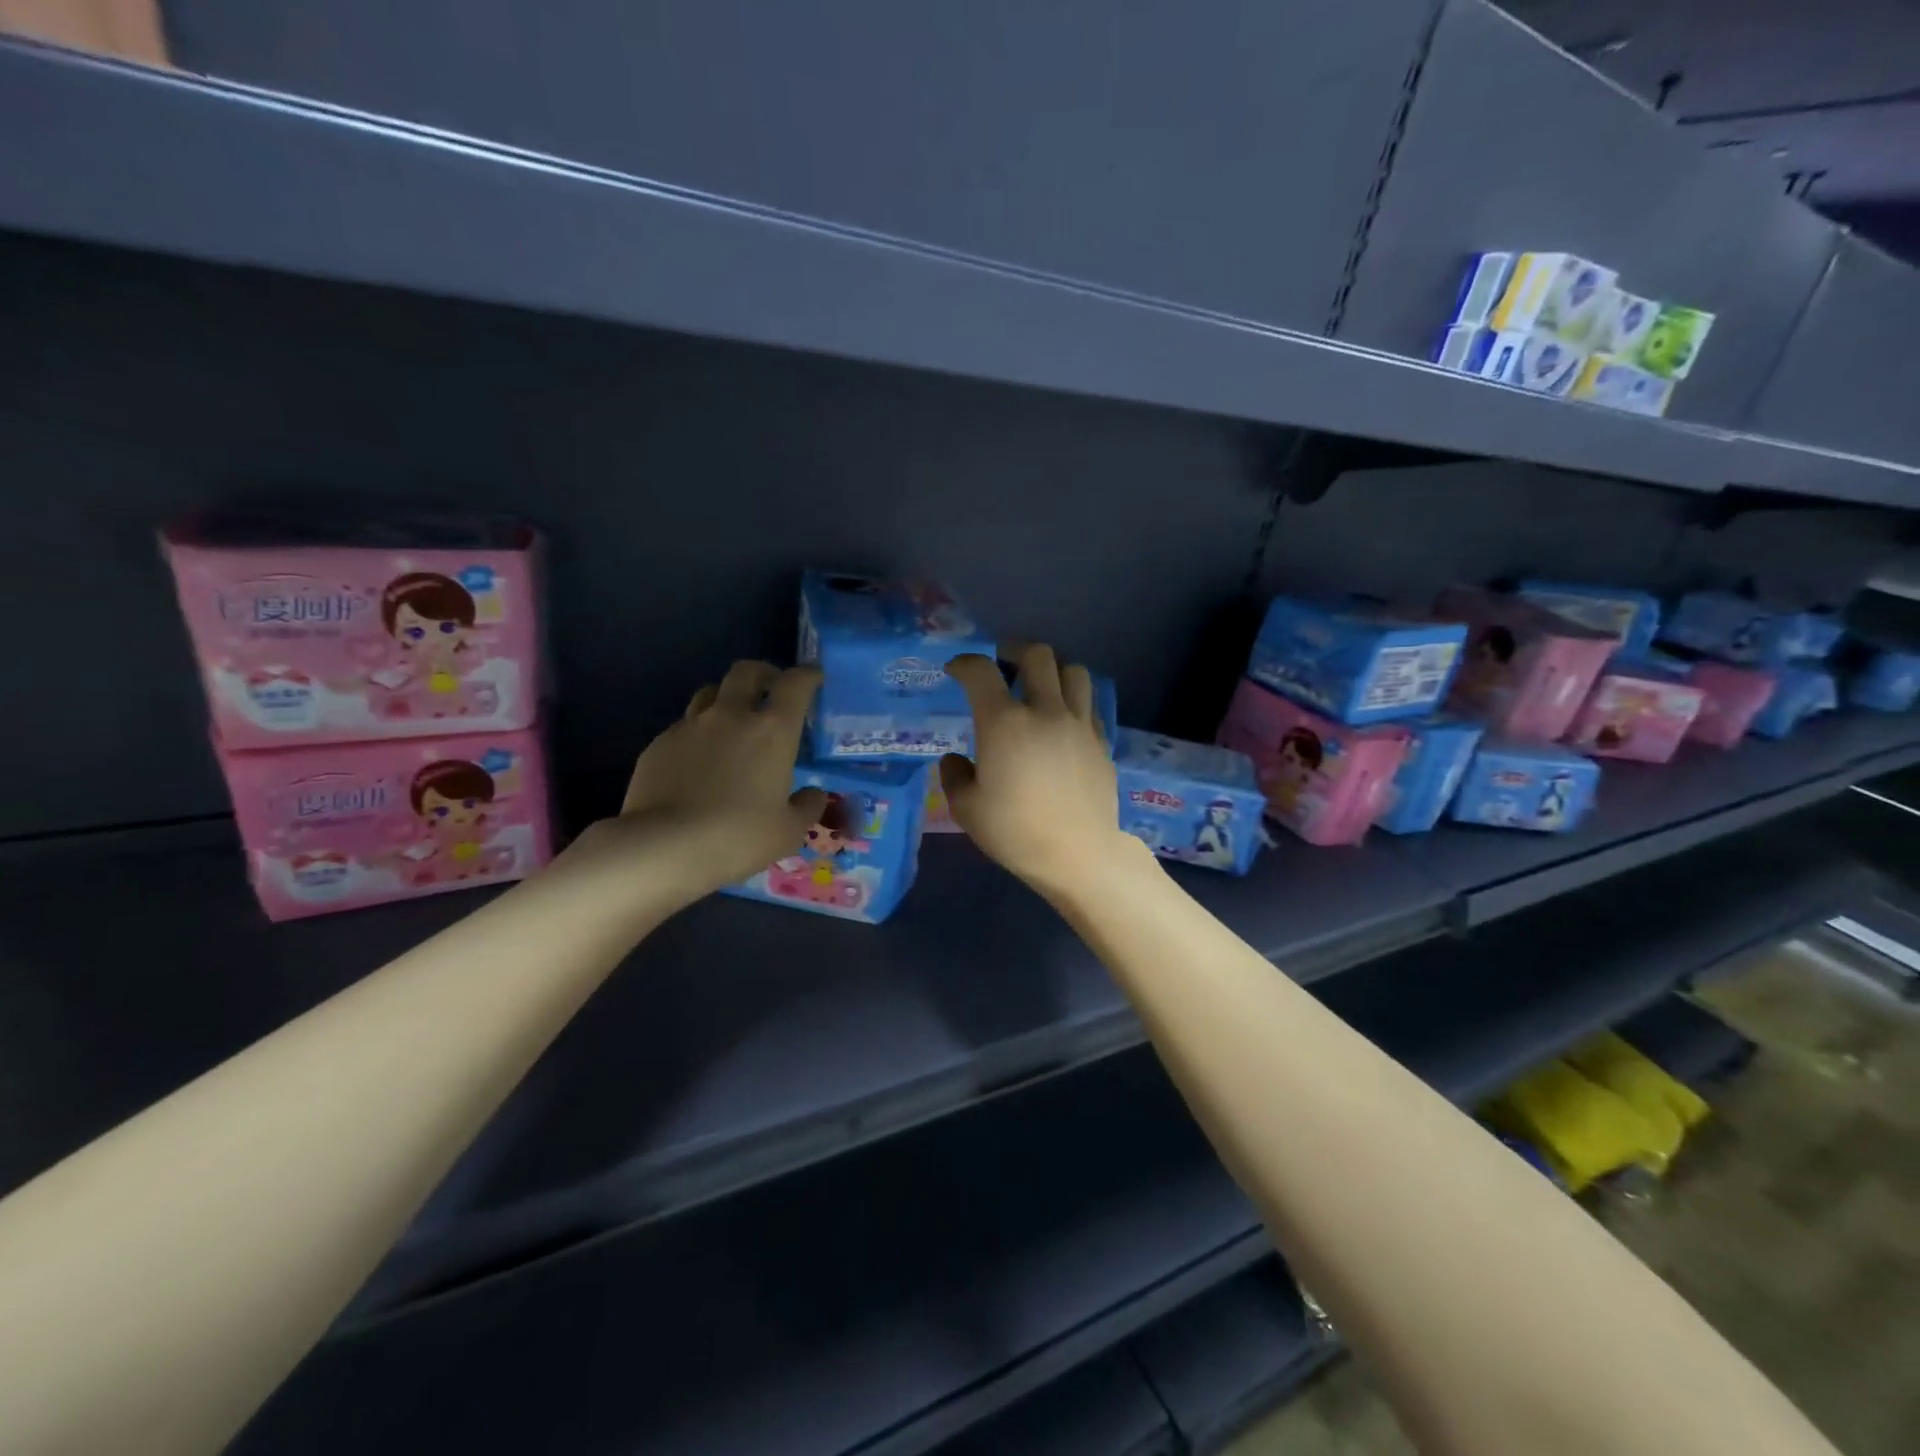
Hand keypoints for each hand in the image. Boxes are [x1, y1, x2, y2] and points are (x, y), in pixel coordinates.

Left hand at [582, 662, 826, 902]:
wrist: (664, 847)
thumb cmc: (738, 837)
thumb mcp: (788, 831)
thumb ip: (807, 807)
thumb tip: (813, 794)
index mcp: (772, 731)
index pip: (795, 685)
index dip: (807, 675)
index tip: (814, 677)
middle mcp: (731, 717)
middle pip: (746, 672)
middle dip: (763, 673)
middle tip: (771, 688)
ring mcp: (690, 727)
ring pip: (710, 693)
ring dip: (726, 698)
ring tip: (732, 720)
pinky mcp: (659, 744)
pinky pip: (684, 726)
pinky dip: (698, 733)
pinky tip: (698, 761)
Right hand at [942, 645, 1137, 896]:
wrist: (1078, 854)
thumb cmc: (1015, 832)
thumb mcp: (966, 809)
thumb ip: (955, 776)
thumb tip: (956, 760)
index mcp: (1005, 723)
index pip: (981, 671)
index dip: (964, 663)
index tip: (956, 670)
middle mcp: (1045, 711)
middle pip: (1037, 654)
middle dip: (1014, 650)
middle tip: (1003, 663)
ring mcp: (1079, 724)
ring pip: (1074, 670)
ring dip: (1053, 669)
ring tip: (1040, 685)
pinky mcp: (1101, 740)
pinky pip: (1089, 703)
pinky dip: (1072, 700)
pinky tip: (1062, 720)